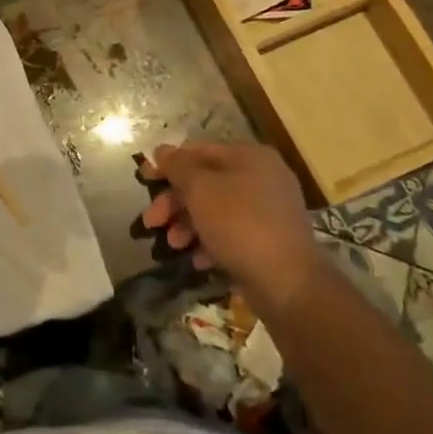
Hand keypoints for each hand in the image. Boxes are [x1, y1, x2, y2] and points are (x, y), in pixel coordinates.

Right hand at [140, 142, 319, 311]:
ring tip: (173, 244)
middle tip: (151, 222)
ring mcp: (269, 211)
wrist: (289, 283)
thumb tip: (162, 150)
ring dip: (188, 224)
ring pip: (217, 209)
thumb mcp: (200, 189)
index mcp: (249, 156)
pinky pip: (232, 233)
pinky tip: (198, 260)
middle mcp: (263, 177)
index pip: (199, 151)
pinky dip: (211, 242)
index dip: (168, 164)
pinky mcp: (271, 241)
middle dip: (175, 202)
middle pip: (206, 182)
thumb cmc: (240, 224)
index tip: (143, 179)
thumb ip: (178, 166)